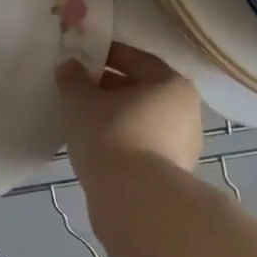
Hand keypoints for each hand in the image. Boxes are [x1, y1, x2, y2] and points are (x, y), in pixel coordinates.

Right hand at [56, 42, 202, 180]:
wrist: (135, 201)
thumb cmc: (111, 136)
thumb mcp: (80, 101)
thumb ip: (73, 79)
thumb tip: (70, 67)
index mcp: (172, 84)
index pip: (136, 59)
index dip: (106, 54)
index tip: (82, 57)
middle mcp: (186, 111)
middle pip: (141, 90)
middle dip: (108, 87)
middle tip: (78, 89)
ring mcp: (183, 146)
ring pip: (141, 120)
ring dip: (114, 116)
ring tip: (83, 120)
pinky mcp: (173, 174)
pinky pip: (142, 145)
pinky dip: (121, 140)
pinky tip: (96, 146)